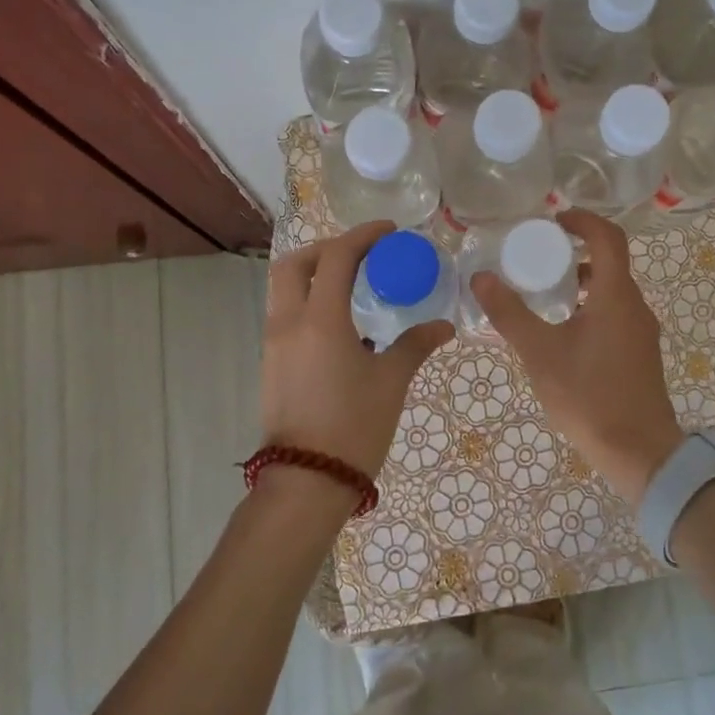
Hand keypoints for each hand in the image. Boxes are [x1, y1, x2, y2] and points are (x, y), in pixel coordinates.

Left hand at [262, 221, 453, 482]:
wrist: (307, 482)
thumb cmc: (354, 426)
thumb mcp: (391, 381)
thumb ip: (415, 345)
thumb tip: (443, 326)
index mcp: (320, 320)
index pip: (336, 258)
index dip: (362, 236)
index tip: (388, 232)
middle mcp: (289, 323)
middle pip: (295, 264)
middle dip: (326, 249)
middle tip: (360, 254)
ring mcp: (274, 344)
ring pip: (284, 290)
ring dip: (313, 274)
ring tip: (352, 284)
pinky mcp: (271, 364)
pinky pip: (285, 315)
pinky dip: (308, 302)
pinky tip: (340, 324)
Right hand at [472, 210, 681, 504]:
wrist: (640, 453)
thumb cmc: (589, 397)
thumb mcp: (540, 353)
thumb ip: (509, 313)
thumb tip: (481, 278)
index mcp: (615, 296)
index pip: (608, 237)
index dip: (583, 220)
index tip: (554, 220)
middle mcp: (635, 306)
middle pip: (610, 262)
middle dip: (576, 252)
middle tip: (539, 257)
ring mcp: (642, 332)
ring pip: (612, 291)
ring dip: (582, 282)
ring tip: (545, 294)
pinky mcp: (640, 354)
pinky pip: (615, 314)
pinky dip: (590, 306)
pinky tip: (563, 332)